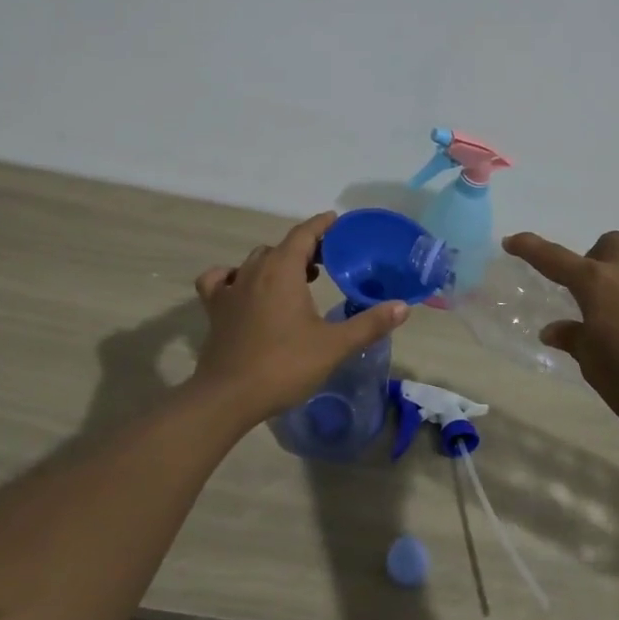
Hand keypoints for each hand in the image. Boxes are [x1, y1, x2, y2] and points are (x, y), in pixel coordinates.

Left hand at [192, 211, 407, 426]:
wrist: (228, 397)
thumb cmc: (284, 365)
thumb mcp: (334, 346)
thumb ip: (369, 324)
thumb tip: (403, 307)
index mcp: (283, 270)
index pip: (304, 234)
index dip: (322, 225)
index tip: (337, 222)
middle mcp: (254, 270)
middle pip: (281, 246)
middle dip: (304, 248)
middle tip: (326, 261)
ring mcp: (231, 289)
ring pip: (255, 261)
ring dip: (277, 262)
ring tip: (295, 278)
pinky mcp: (215, 309)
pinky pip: (221, 279)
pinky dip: (233, 277)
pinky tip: (243, 289)